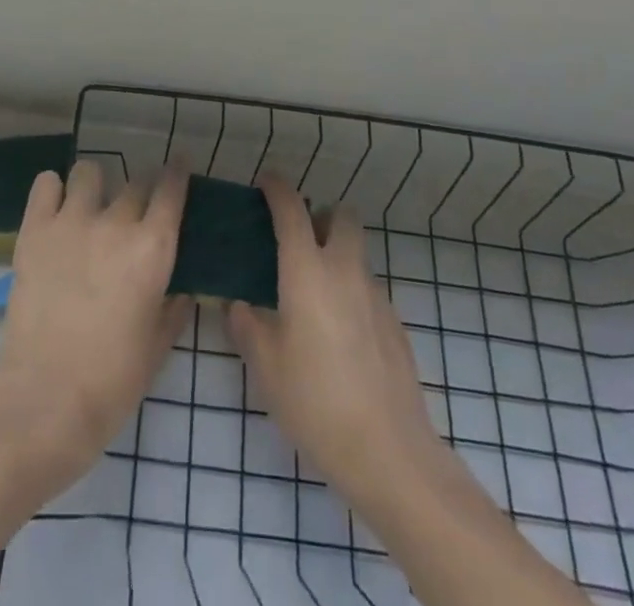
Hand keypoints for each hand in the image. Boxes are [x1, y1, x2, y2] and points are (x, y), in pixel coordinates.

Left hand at [0, 161, 191, 497]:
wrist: (44, 401)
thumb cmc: (111, 383)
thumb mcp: (157, 348)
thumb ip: (173, 309)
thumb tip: (181, 288)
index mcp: (153, 249)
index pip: (171, 190)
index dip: (177, 172)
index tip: (179, 163)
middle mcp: (116, 223)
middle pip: (135, 183)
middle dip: (140, 192)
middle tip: (133, 214)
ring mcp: (71, 221)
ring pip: (89, 173)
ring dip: (95, 186)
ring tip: (90, 207)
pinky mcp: (34, 229)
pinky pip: (46, 183)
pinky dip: (53, 190)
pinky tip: (56, 209)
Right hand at [227, 175, 441, 501]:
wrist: (388, 452)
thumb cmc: (315, 401)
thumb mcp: (265, 365)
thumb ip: (246, 326)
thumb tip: (237, 305)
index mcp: (307, 271)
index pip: (292, 209)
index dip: (277, 188)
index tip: (265, 181)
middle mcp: (344, 271)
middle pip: (341, 217)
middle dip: (321, 216)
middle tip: (297, 241)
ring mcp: (376, 296)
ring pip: (356, 254)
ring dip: (336, 256)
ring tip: (313, 296)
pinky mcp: (396, 325)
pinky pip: (368, 290)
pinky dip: (351, 293)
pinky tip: (339, 335)